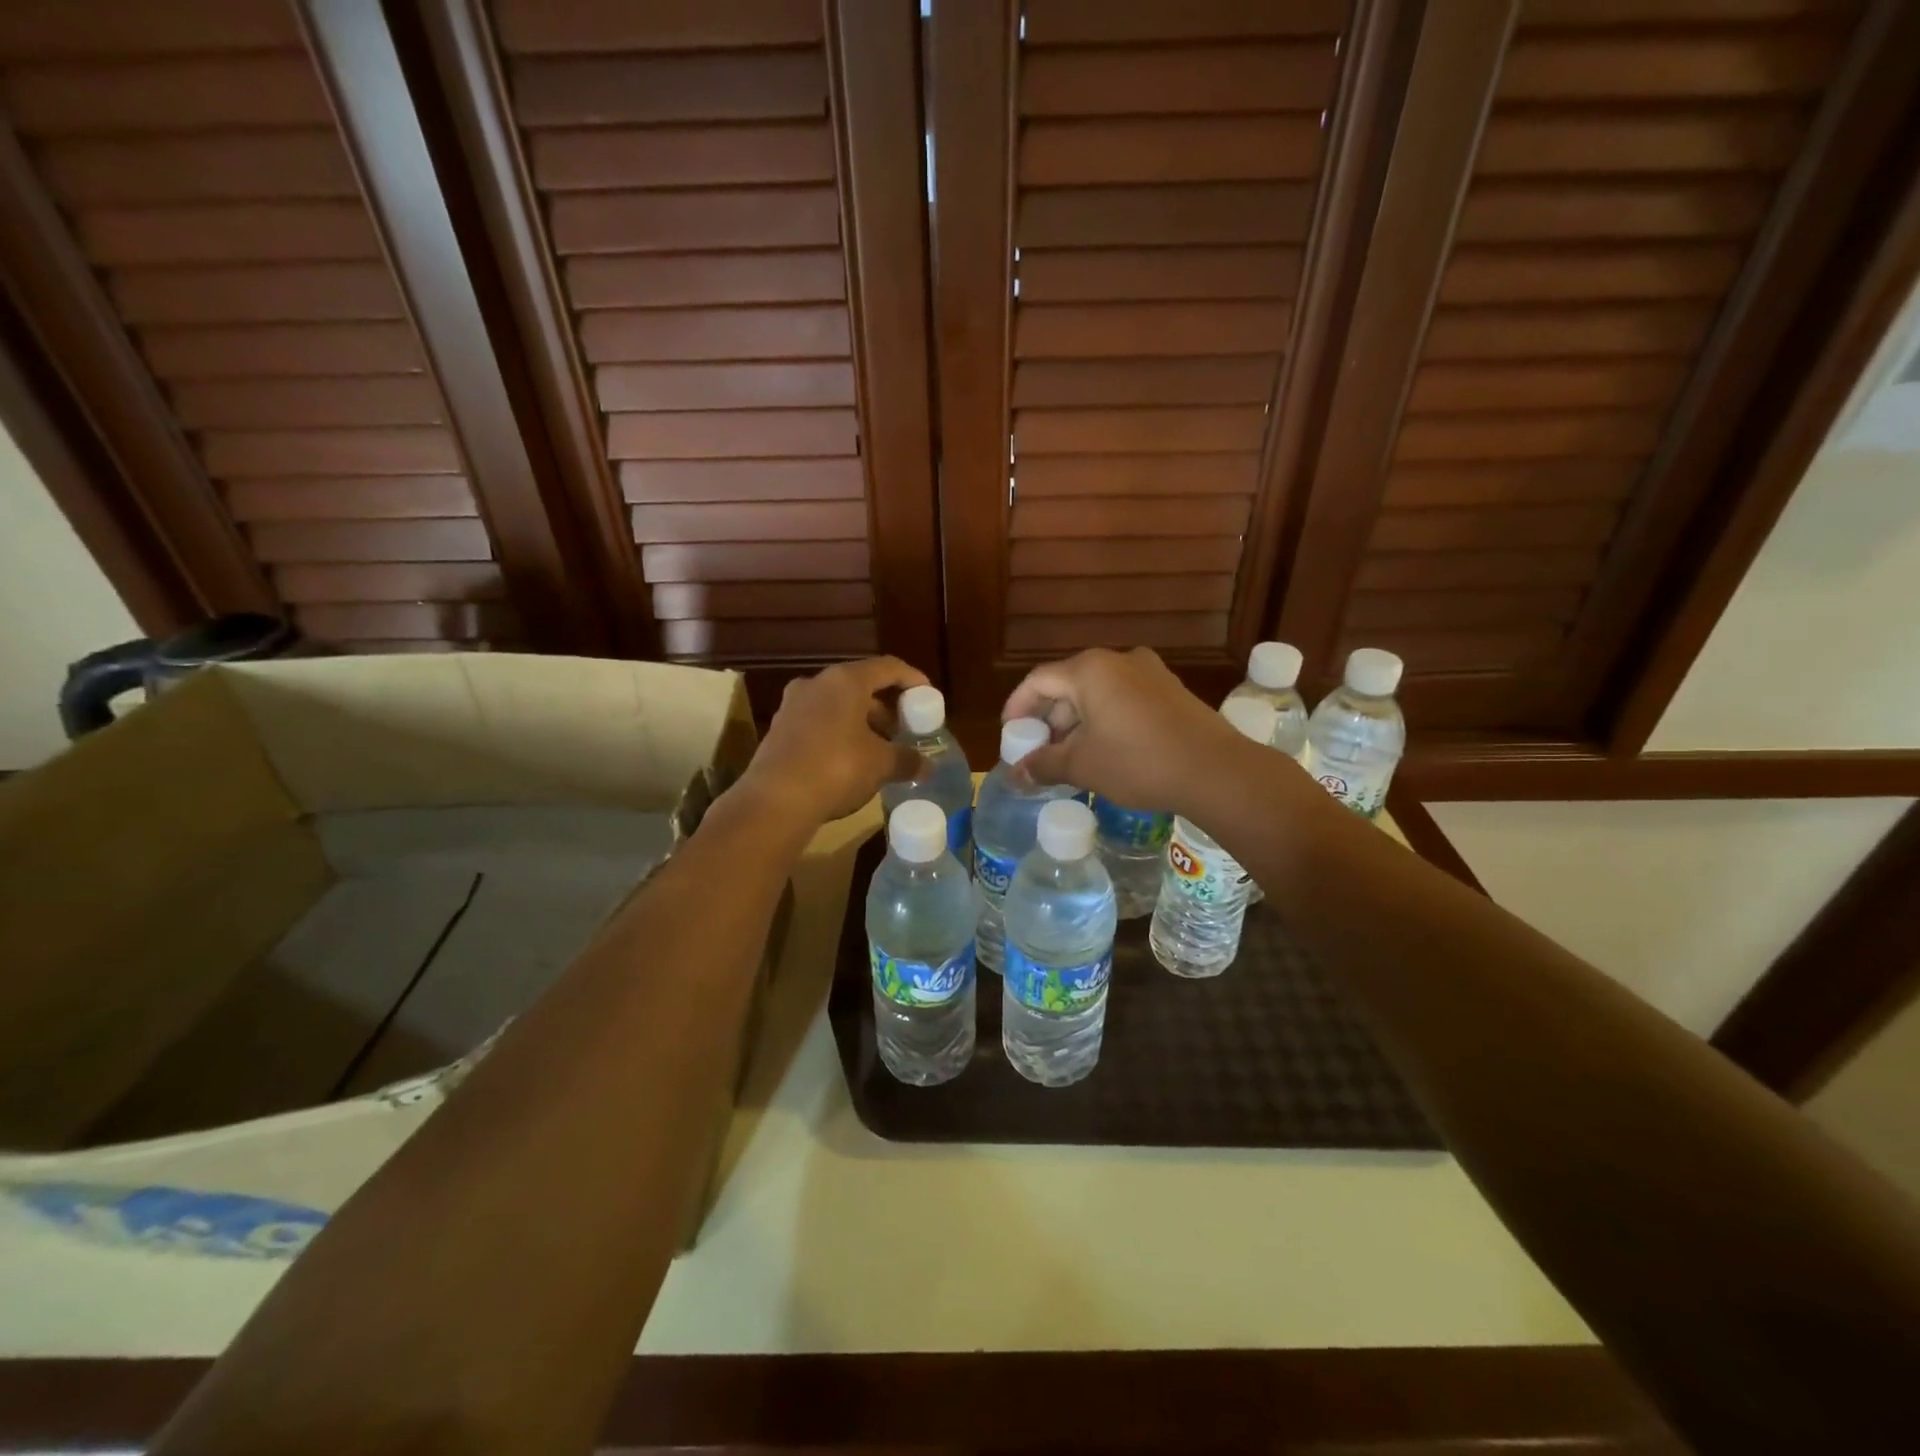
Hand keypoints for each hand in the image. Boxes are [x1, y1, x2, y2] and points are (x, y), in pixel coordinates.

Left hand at [736, 657, 929, 827]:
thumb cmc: (837, 768)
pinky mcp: (779, 731)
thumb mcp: (881, 764)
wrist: (775, 800)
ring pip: (838, 707)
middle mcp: (816, 684)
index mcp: (845, 680)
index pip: (887, 667)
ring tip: (880, 751)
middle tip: (903, 731)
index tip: (928, 698)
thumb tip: (926, 765)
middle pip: (861, 687)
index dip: (912, 680)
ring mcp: (793, 706)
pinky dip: (840, 735)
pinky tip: (851, 762)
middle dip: (886, 708)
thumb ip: (907, 759)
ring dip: (862, 724)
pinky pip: (819, 724)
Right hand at [1004, 648, 1249, 815]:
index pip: (1038, 680)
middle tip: (1040, 750)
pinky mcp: (1170, 689)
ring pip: (1097, 692)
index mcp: (1089, 670)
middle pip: (1068, 684)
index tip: (1010, 733)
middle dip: (1050, 718)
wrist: (1215, 770)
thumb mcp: (1083, 766)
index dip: (1018, 706)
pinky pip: (1123, 698)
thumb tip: (1017, 773)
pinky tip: (1105, 749)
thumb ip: (1044, 764)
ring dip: (1078, 721)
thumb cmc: (1138, 762)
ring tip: (1070, 756)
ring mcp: (1149, 672)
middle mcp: (1118, 660)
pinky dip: (1105, 719)